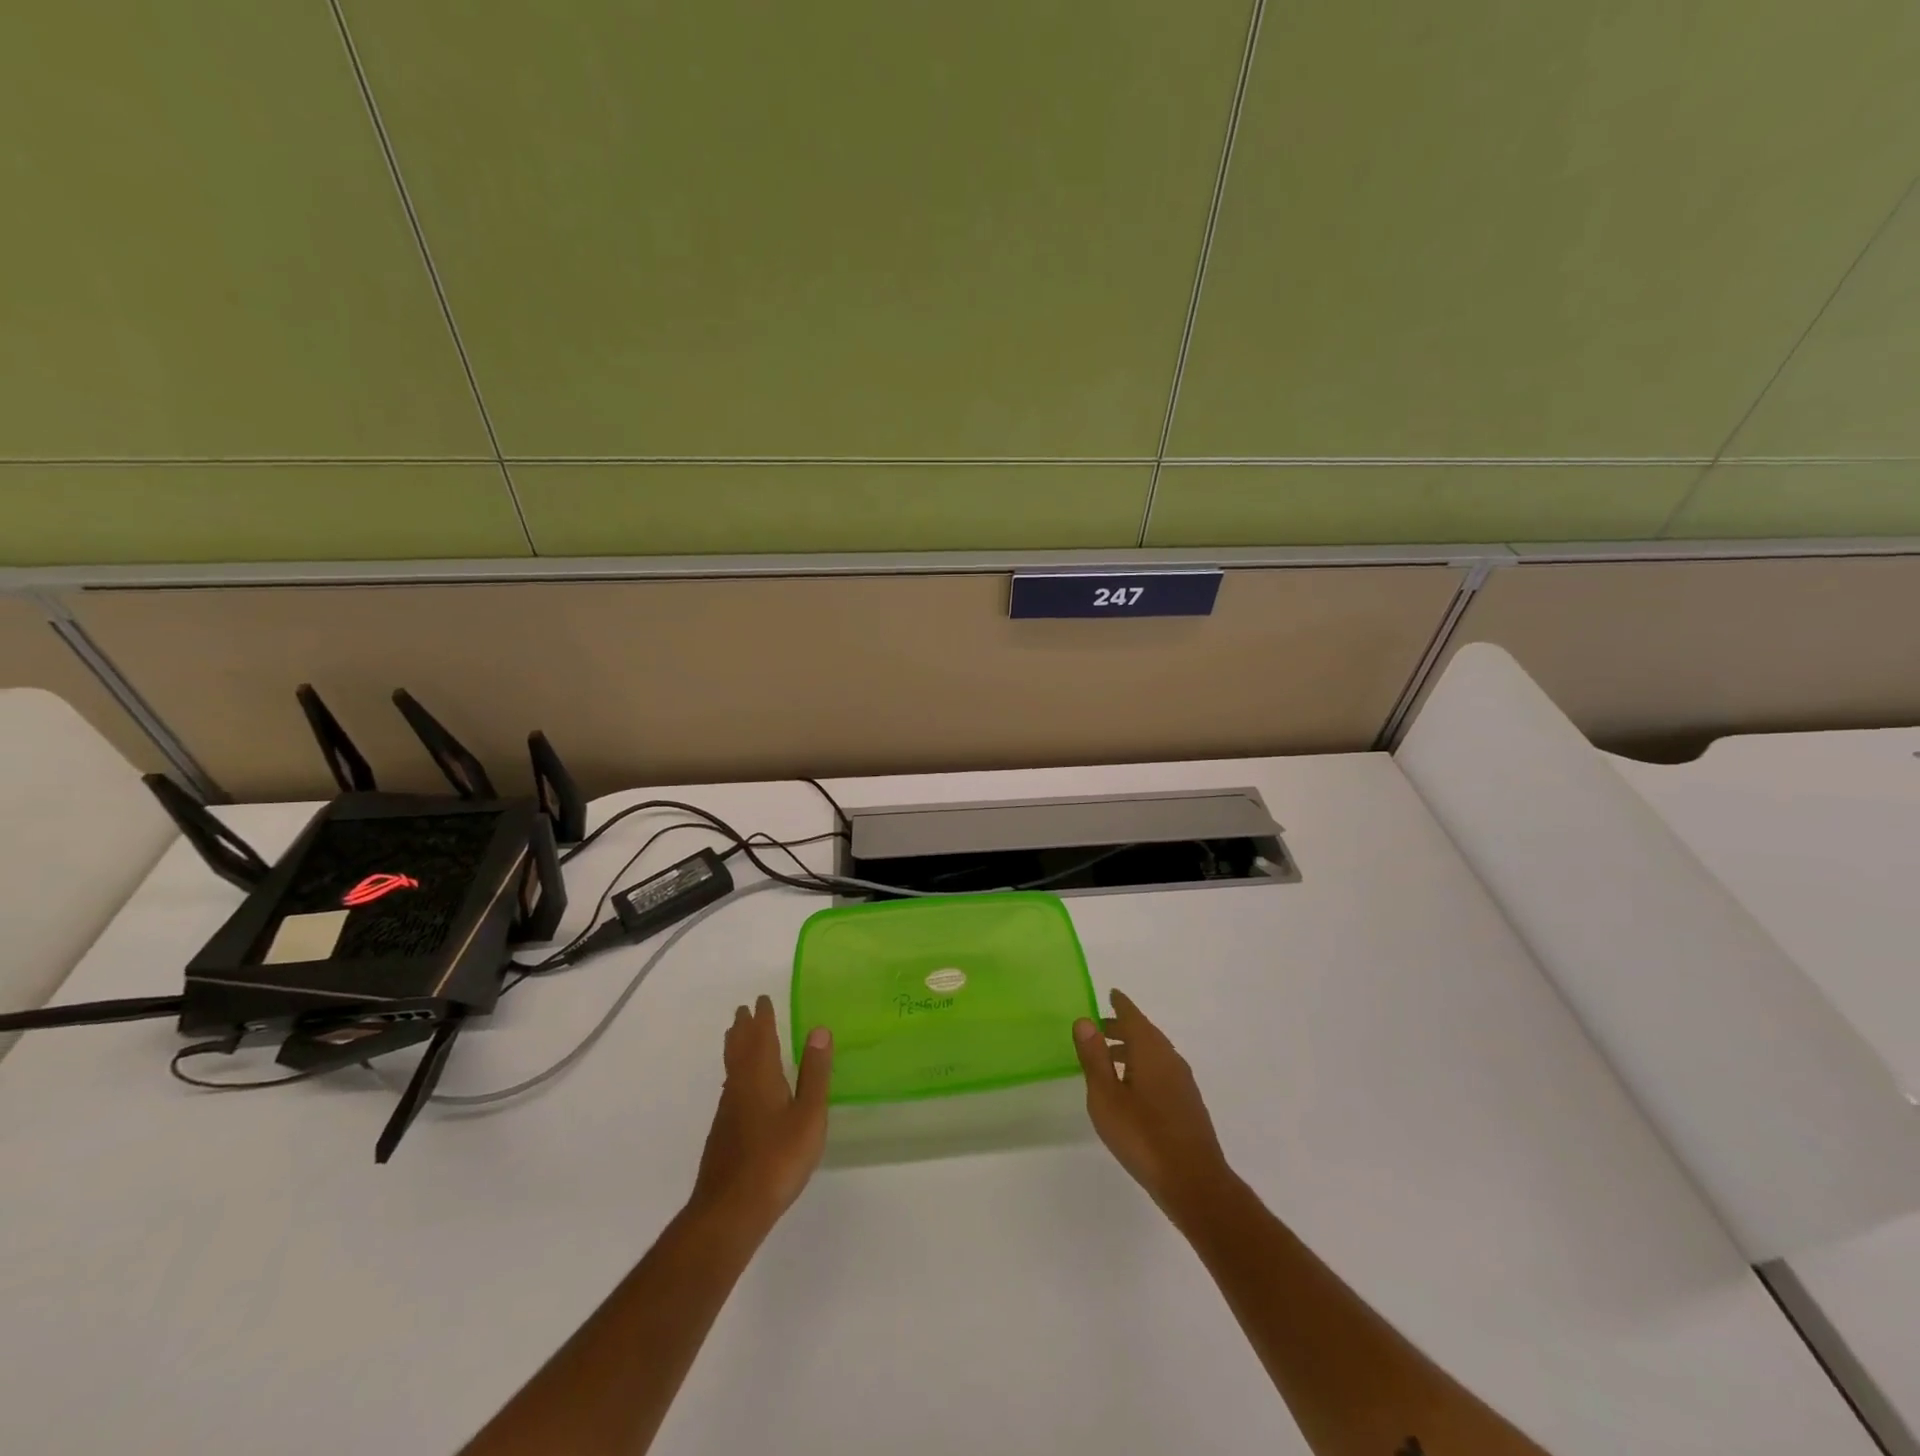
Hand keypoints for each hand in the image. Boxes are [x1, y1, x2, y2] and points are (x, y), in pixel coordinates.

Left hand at [690, 995, 831, 1238]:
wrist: (730, 1210)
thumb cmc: (777, 1159)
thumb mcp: (808, 1115)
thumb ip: (814, 1073)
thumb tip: (819, 1030)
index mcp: (760, 1077)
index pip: (760, 1037)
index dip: (762, 1017)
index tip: (761, 999)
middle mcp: (739, 1087)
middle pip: (738, 1048)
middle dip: (743, 1028)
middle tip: (744, 1010)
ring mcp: (728, 1111)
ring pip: (730, 1068)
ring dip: (736, 1047)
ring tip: (739, 1037)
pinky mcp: (724, 1133)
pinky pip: (730, 1087)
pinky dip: (735, 1072)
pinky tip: (741, 1088)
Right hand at [1074, 989, 1236, 1227]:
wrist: (1193, 1181)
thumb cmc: (1142, 1135)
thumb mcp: (1106, 1096)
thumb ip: (1094, 1057)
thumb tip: (1085, 1020)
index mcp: (1150, 1050)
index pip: (1133, 1016)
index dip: (1120, 1004)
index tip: (1111, 993)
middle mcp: (1169, 1058)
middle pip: (1144, 1033)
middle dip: (1122, 1027)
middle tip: (1099, 1028)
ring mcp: (1182, 1082)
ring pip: (1153, 1053)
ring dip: (1131, 1049)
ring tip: (1108, 1060)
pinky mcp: (1187, 1104)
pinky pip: (1161, 1071)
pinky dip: (1142, 1067)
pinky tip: (1131, 1089)